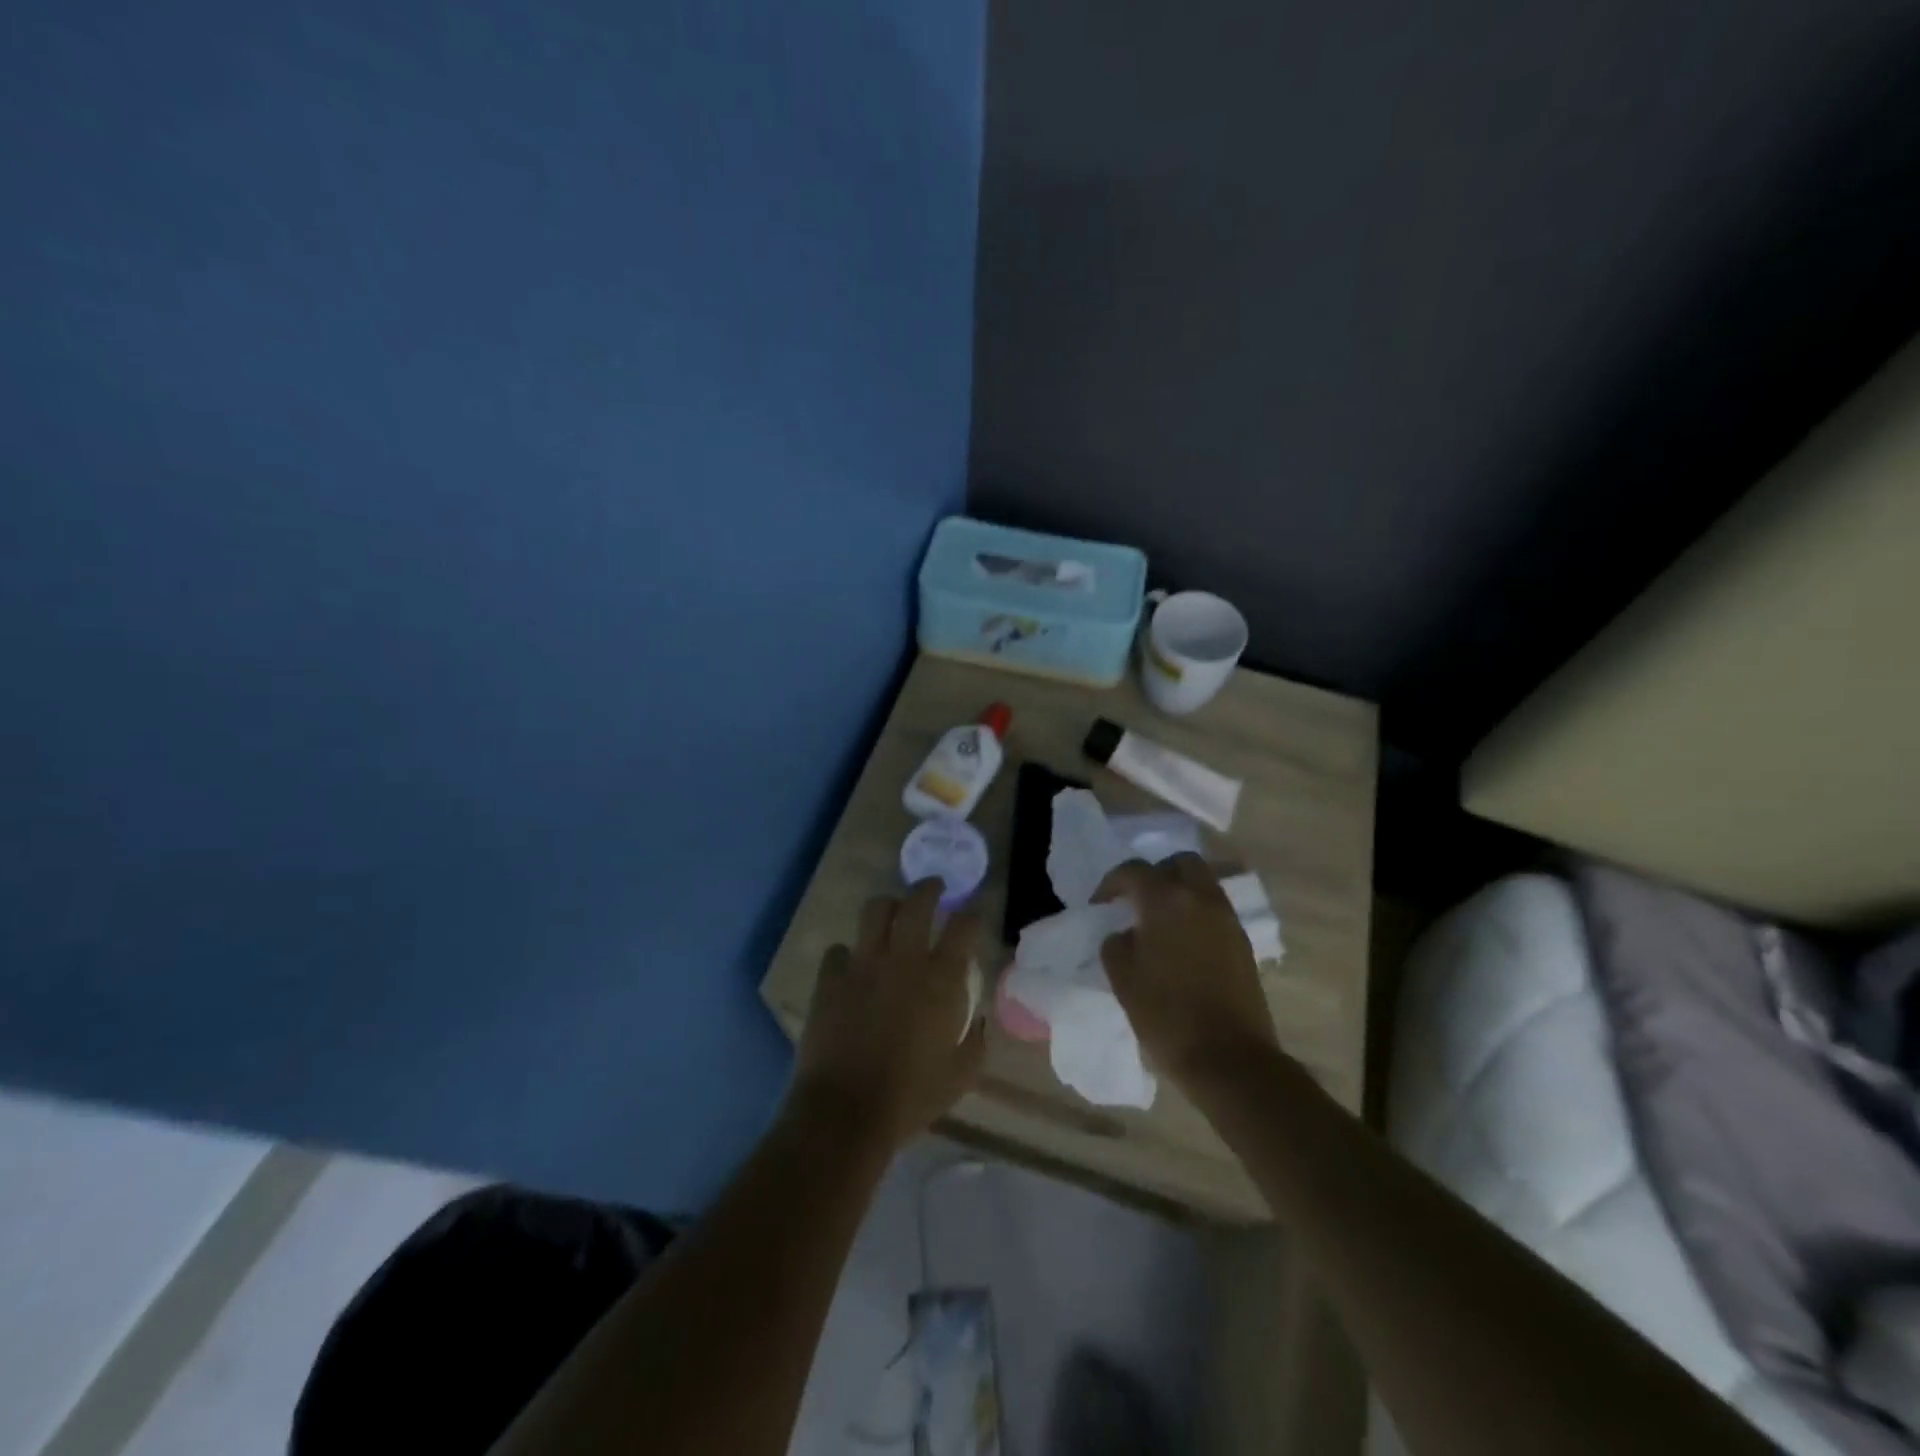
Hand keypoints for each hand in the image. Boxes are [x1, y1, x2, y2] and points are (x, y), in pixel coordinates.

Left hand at [789, 880, 985, 1151]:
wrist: (846, 1112)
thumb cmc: (911, 1097)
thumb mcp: (961, 1075)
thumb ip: (975, 1040)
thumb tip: (977, 1020)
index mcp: (941, 980)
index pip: (964, 926)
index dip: (972, 915)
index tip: (973, 917)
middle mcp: (903, 960)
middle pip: (917, 902)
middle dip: (929, 888)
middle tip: (934, 888)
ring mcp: (863, 965)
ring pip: (875, 911)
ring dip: (888, 907)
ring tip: (892, 914)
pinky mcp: (830, 979)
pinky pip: (838, 950)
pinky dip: (848, 954)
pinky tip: (852, 967)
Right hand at [1095, 854, 1278, 1087]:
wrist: (1229, 1058)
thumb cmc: (1167, 1016)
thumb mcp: (1123, 979)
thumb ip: (1116, 944)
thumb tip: (1123, 933)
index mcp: (1166, 901)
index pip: (1133, 870)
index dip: (1111, 884)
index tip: (1099, 906)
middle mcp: (1201, 898)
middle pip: (1179, 863)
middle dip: (1155, 874)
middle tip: (1137, 901)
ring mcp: (1227, 918)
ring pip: (1202, 883)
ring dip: (1179, 891)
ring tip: (1159, 922)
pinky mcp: (1242, 941)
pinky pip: (1215, 909)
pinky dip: (1196, 912)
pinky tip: (1181, 942)